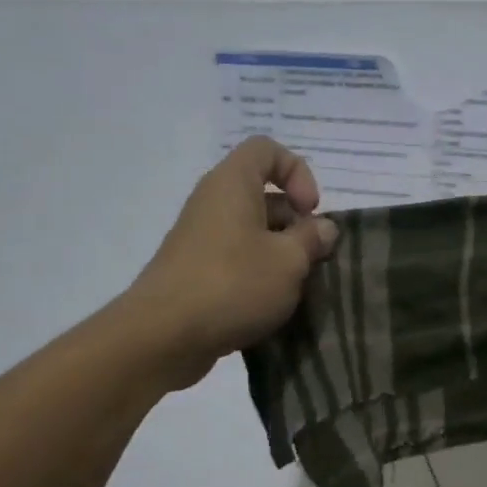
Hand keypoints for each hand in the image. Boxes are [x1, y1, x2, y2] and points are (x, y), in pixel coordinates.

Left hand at [124, 137, 338, 387]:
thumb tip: (323, 227)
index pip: (267, 150)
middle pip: (263, 194)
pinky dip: (258, 274)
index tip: (309, 211)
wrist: (163, 336)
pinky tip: (273, 305)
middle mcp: (212, 202)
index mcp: (232, 184)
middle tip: (313, 257)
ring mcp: (200, 238)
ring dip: (280, 253)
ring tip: (298, 286)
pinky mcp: (195, 271)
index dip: (297, 172)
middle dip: (295, 222)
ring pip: (251, 231)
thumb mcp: (288, 261)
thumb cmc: (233, 285)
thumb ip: (311, 239)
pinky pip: (236, 258)